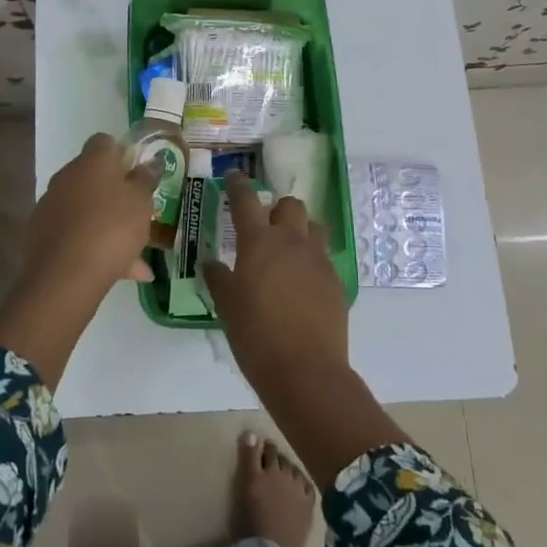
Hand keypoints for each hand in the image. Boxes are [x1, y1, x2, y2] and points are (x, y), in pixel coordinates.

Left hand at [23, 133, 158, 301]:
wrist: (65, 275)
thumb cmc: (112, 228)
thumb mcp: (141, 202)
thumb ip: (145, 180)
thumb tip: (149, 163)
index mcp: (92, 161)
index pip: (105, 142)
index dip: (122, 154)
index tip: (138, 174)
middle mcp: (67, 176)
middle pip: (93, 177)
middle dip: (115, 194)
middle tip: (138, 215)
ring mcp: (51, 206)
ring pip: (86, 210)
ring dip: (107, 225)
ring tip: (137, 256)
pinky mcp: (41, 234)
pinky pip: (75, 234)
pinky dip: (94, 246)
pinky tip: (120, 272)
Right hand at [201, 174, 348, 391]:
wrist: (305, 370)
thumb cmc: (255, 335)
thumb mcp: (227, 306)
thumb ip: (218, 278)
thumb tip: (210, 262)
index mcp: (259, 242)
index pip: (246, 200)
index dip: (238, 185)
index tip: (233, 176)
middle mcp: (292, 241)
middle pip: (291, 205)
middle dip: (278, 209)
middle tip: (265, 227)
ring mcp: (318, 259)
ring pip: (314, 227)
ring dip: (301, 231)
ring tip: (288, 253)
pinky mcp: (336, 281)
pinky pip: (324, 257)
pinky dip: (311, 261)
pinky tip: (301, 285)